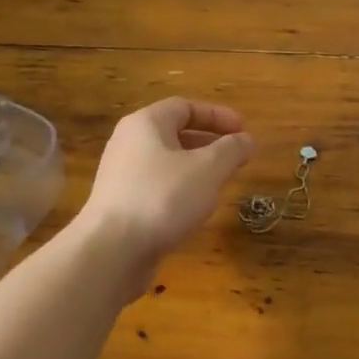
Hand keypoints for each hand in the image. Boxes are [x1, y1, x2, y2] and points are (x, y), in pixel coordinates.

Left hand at [76, 98, 253, 268]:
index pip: (185, 107)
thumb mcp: (208, 169)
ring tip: (222, 183)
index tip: (243, 130)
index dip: (217, 116)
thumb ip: (231, 150)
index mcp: (146, 124)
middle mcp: (128, 143)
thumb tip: (247, 140)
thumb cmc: (163, 198)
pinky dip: (181, 190)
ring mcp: (121, 176)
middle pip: (174, 133)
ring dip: (197, 168)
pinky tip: (195, 209)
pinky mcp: (121, 205)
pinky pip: (157, 187)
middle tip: (236, 157)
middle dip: (209, 143)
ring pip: (167, 163)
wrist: (112, 250)